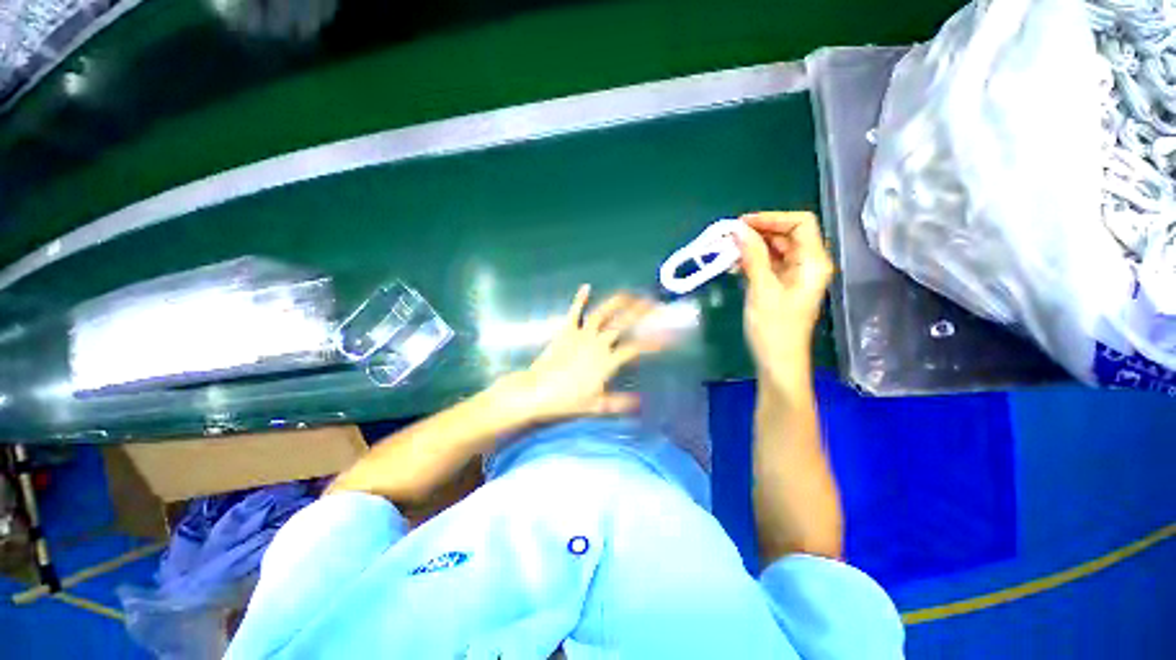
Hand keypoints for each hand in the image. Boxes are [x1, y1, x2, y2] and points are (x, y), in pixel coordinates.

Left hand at [491, 286, 663, 423]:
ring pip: (602, 313)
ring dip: (616, 302)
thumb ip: (620, 403)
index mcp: (606, 361)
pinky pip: (574, 312)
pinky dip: (579, 299)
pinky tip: (586, 286)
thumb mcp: (596, 406)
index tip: (667, 338)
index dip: (652, 343)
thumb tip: (642, 403)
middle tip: (654, 302)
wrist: (535, 392)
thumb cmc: (566, 400)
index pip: (635, 349)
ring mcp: (580, 334)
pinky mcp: (565, 331)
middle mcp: (597, 343)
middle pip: (622, 324)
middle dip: (640, 312)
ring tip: (629, 293)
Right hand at [733, 211, 833, 389]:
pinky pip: (768, 264)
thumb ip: (753, 256)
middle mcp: (808, 264)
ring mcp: (795, 276)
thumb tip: (738, 229)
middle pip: (787, 234)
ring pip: (775, 249)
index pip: (800, 223)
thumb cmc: (774, 328)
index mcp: (813, 262)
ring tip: (727, 250)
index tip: (741, 224)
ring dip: (752, 246)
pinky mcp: (782, 286)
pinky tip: (733, 265)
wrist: (778, 363)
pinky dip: (752, 261)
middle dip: (758, 231)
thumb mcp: (762, 289)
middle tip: (728, 237)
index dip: (772, 218)